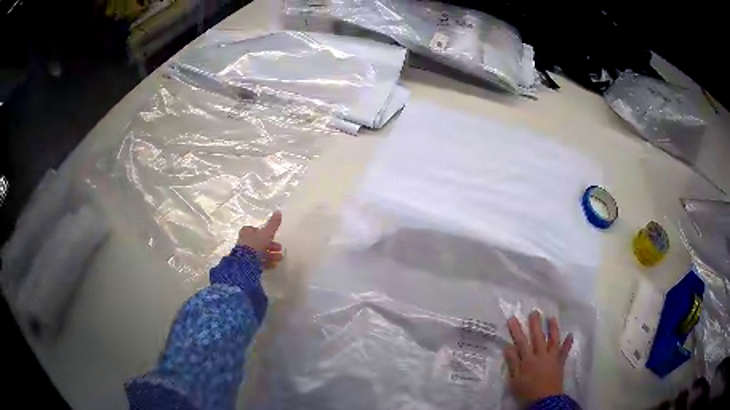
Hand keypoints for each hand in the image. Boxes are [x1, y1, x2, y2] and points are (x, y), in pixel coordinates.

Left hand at [237, 211, 283, 268]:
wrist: (245, 262)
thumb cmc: (255, 244)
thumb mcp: (266, 233)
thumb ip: (273, 224)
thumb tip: (278, 211)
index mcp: (247, 231)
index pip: (257, 230)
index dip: (266, 233)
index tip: (274, 237)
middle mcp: (245, 241)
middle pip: (260, 242)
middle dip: (271, 245)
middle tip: (279, 248)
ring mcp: (246, 253)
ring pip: (260, 252)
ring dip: (270, 255)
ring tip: (279, 258)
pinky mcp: (247, 263)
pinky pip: (258, 261)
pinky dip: (266, 262)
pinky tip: (274, 265)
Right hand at [504, 310, 573, 402]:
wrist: (545, 400)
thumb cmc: (527, 391)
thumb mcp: (515, 380)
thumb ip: (513, 363)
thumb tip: (508, 347)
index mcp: (528, 360)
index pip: (521, 342)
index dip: (516, 330)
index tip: (513, 318)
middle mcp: (541, 355)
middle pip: (538, 337)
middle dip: (535, 324)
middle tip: (535, 312)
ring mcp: (552, 358)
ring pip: (553, 340)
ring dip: (553, 329)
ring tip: (552, 318)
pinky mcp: (560, 363)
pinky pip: (565, 351)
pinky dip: (568, 343)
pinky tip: (570, 335)